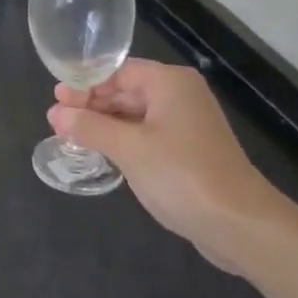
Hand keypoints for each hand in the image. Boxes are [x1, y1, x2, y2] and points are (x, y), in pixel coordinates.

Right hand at [48, 58, 287, 271]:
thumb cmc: (182, 175)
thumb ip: (89, 127)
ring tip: (70, 135)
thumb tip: (56, 113)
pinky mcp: (188, 151)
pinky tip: (100, 151)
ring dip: (104, 124)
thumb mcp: (128, 148)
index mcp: (169, 83)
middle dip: (91, 105)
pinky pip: (146, 135)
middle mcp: (179, 96)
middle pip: (125, 91)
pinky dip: (122, 140)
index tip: (56, 99)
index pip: (116, 72)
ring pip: (134, 114)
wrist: (241, 225)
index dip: (84, 84)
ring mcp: (186, 124)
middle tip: (56, 119)